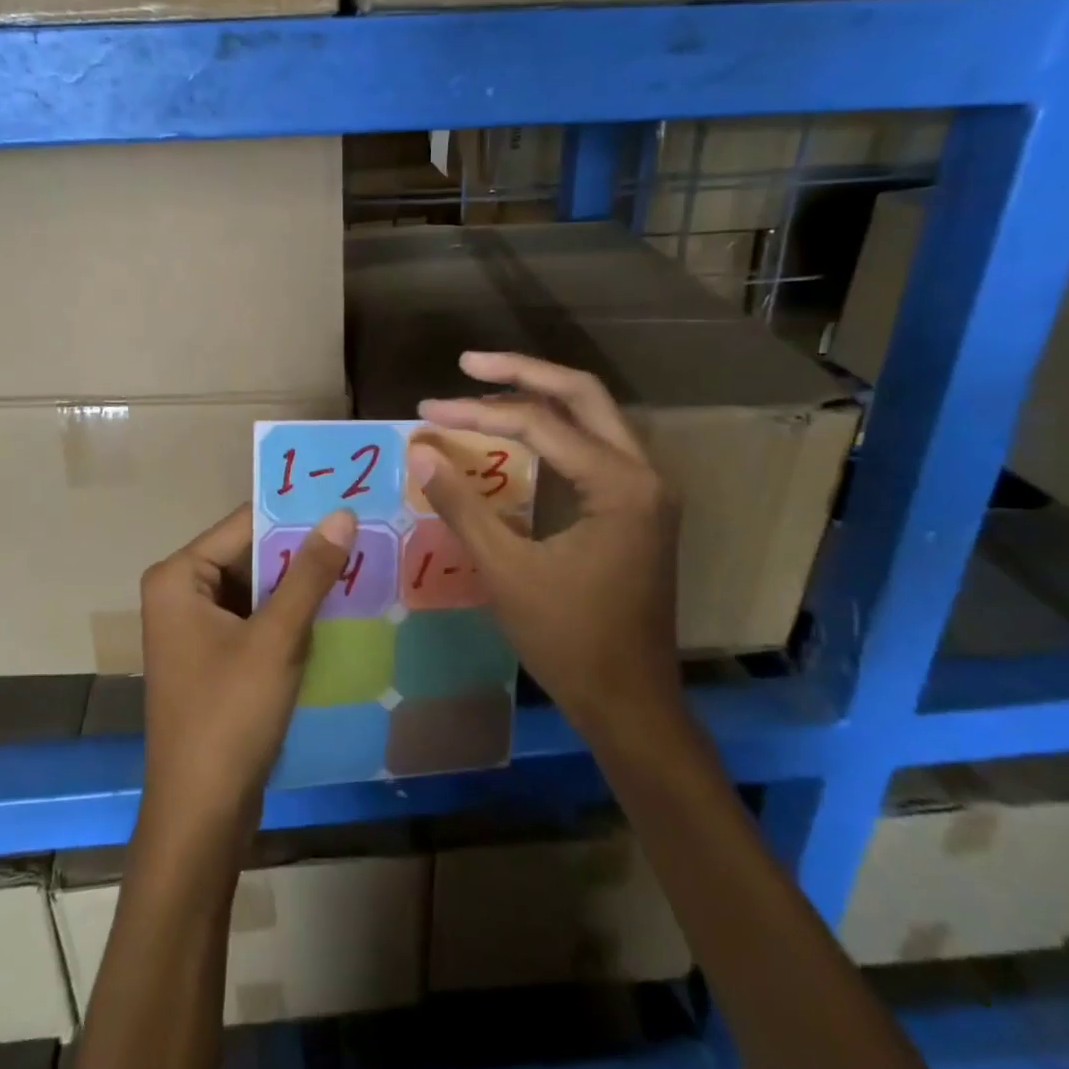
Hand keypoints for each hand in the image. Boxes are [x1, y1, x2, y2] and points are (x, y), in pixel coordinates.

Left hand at [137, 504, 355, 845]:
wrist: (201, 815)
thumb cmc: (229, 716)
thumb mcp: (276, 639)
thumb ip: (309, 573)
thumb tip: (342, 514)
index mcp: (178, 576)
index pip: (245, 524)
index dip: (296, 514)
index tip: (347, 500)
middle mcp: (180, 591)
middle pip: (250, 554)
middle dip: (302, 551)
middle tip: (362, 531)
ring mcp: (195, 626)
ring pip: (257, 588)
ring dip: (301, 583)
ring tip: (359, 561)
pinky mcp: (214, 656)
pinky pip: (256, 618)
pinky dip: (290, 615)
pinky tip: (336, 607)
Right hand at [409, 351, 681, 744]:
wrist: (631, 705)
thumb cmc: (569, 641)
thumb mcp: (506, 571)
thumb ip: (462, 506)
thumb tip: (421, 451)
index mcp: (620, 485)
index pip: (541, 423)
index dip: (477, 412)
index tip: (427, 410)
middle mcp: (644, 473)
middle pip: (582, 395)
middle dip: (522, 373)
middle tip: (467, 363)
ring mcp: (647, 490)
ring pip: (593, 416)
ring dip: (540, 398)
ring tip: (484, 390)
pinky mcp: (638, 508)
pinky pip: (594, 447)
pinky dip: (554, 431)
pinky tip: (516, 436)